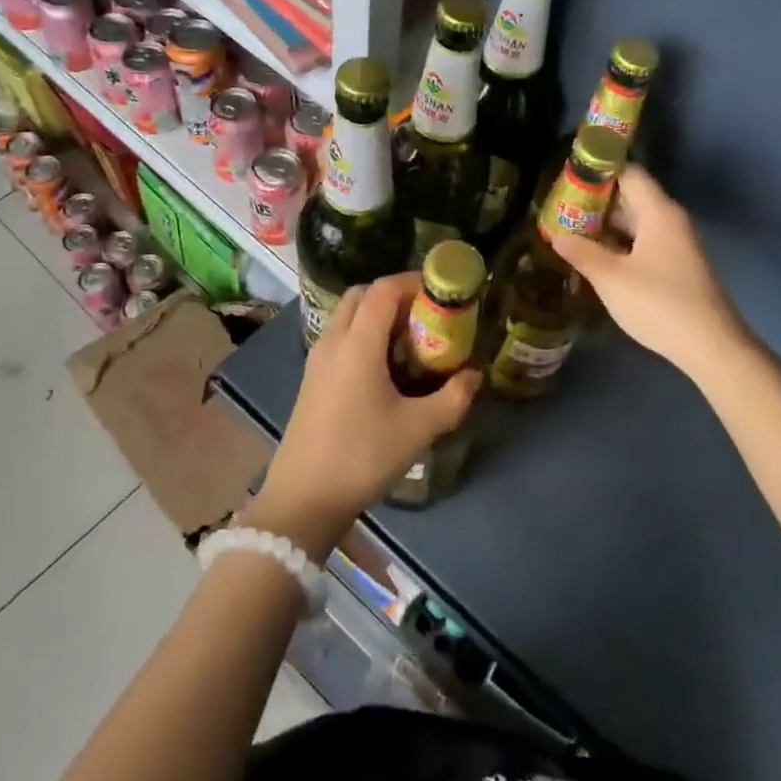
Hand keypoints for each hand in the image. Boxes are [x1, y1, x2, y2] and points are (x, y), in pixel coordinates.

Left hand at [251, 273, 479, 554]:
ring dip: (377, 314)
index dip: (413, 282)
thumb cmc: (362, 456)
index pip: (384, 289)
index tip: (441, 291)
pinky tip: (384, 366)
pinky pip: (339, 336)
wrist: (304, 499)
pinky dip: (362, 333)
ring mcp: (317, 359)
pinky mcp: (312, 378)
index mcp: (358, 343)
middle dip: (395, 295)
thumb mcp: (418, 429)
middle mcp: (334, 341)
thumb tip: (477, 375)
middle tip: (426, 314)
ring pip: (347, 315)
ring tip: (409, 339)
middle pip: (362, 295)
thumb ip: (453, 397)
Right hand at [549, 164, 746, 378]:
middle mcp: (669, 220)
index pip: (627, 173)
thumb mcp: (611, 278)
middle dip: (594, 203)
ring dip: (604, 227)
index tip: (566, 179)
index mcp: (658, 212)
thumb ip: (581, 252)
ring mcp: (675, 244)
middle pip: (629, 197)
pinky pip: (642, 243)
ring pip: (635, 223)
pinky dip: (618, 245)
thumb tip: (556, 234)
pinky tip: (595, 259)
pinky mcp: (675, 266)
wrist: (711, 347)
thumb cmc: (659, 304)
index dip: (597, 172)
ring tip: (569, 233)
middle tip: (558, 210)